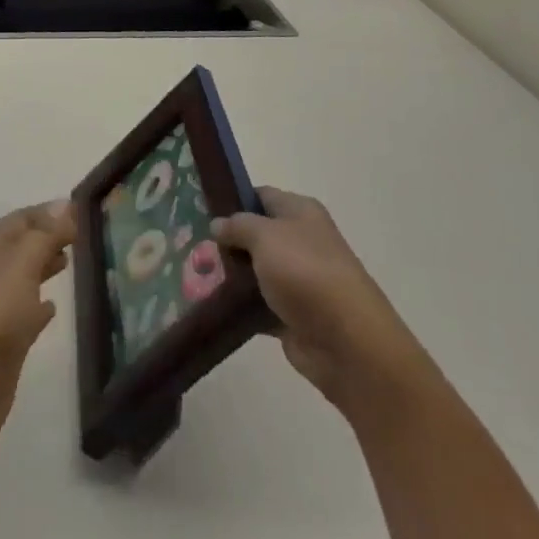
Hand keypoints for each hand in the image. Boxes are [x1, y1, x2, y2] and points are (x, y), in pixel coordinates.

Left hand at [0, 200, 76, 461]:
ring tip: (70, 262)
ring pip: (23, 275)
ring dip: (44, 265)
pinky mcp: (3, 338)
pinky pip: (24, 310)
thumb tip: (65, 204)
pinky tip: (53, 308)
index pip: (21, 218)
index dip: (48, 212)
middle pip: (21, 244)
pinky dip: (39, 304)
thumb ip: (46, 234)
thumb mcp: (24, 262)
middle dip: (48, 236)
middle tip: (81, 235)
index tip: (80, 210)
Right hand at [213, 187, 425, 408]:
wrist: (348, 344)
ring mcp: (298, 280)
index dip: (232, 198)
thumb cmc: (306, 274)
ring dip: (230, 273)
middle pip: (256, 234)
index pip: (260, 195)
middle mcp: (301, 241)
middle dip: (227, 239)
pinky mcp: (292, 314)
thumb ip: (237, 225)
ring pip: (255, 270)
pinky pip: (258, 303)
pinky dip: (239, 305)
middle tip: (191, 241)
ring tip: (193, 272)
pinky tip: (210, 302)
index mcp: (301, 212)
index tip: (199, 206)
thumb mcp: (265, 236)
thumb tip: (218, 224)